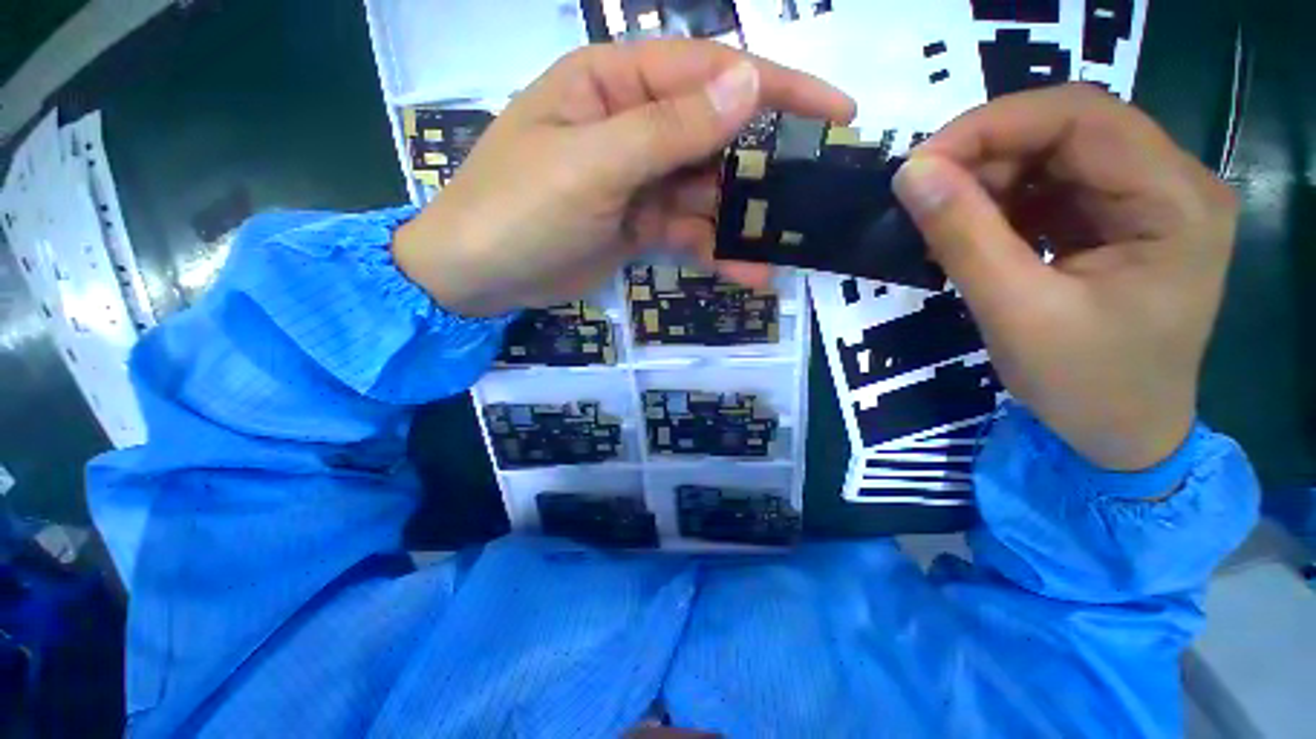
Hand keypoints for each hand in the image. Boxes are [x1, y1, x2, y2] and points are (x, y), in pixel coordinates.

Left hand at [393, 39, 854, 316]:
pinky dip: (715, 250)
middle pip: (713, 136)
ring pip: (704, 192)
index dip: (776, 87)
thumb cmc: (519, 210)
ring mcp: (636, 180)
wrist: (479, 277)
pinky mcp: (636, 224)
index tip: (834, 111)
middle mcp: (631, 125)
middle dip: (761, 167)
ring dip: (740, 222)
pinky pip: (687, 231)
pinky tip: (743, 272)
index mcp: (613, 83)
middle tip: (808, 196)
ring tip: (777, 251)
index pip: (708, 72)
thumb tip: (749, 83)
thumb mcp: (592, 166)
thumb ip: (668, 129)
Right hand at [893, 85, 1237, 470]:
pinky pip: (1051, 187)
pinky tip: (973, 233)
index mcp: (1175, 202)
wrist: (1123, 435)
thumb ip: (963, 237)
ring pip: (1055, 155)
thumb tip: (910, 173)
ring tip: (943, 221)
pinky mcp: (1118, 220)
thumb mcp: (1016, 313)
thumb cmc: (1085, 386)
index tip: (919, 164)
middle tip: (922, 193)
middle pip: (1070, 129)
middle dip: (987, 153)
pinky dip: (1001, 202)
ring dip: (989, 179)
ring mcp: (1147, 200)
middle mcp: (1172, 183)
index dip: (993, 126)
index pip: (1082, 118)